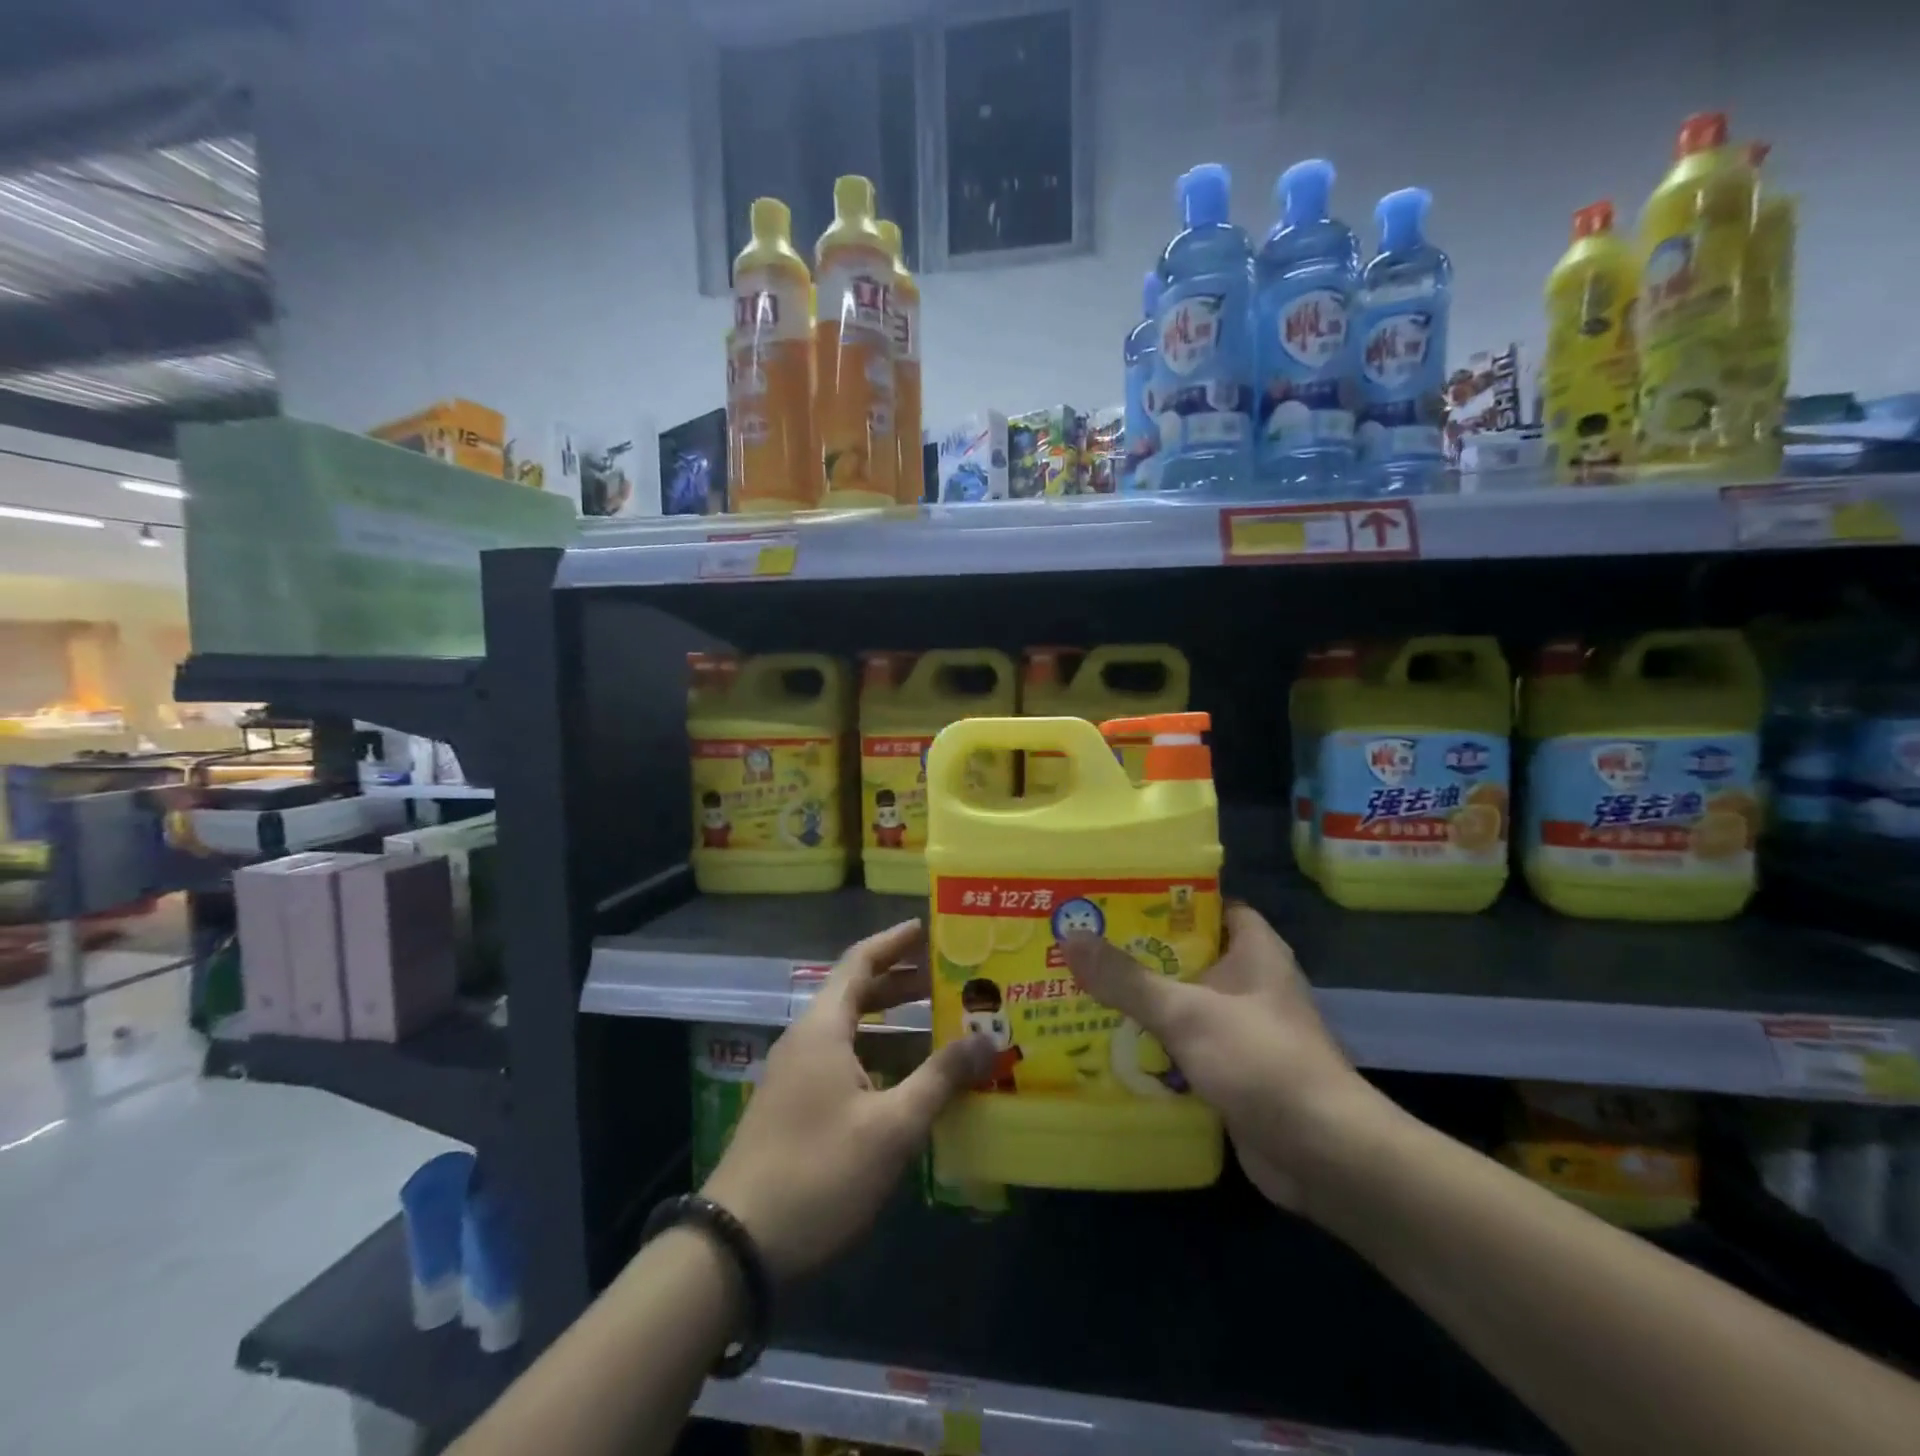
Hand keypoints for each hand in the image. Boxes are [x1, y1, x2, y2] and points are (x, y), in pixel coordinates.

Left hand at [702, 919, 991, 1281]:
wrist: (736, 1246)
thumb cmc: (819, 1172)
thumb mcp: (891, 1126)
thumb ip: (940, 1078)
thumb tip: (987, 1040)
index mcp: (823, 1027)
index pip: (860, 961)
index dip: (895, 942)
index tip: (930, 928)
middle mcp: (807, 1040)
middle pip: (857, 993)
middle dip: (902, 983)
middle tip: (949, 978)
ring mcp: (797, 1076)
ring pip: (852, 1032)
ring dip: (895, 1025)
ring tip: (942, 1025)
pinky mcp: (796, 1108)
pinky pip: (845, 1063)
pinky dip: (880, 1059)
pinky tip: (911, 1082)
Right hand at [1062, 903, 1386, 1211]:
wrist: (1323, 1155)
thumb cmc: (1261, 1061)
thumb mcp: (1186, 1012)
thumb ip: (1127, 979)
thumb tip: (1070, 938)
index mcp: (1255, 950)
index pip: (1209, 904)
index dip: (1166, 898)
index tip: (1115, 896)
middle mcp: (1251, 983)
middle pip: (1188, 954)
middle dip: (1140, 952)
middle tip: (1084, 943)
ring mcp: (1244, 1029)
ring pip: (1184, 1002)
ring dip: (1143, 1001)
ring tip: (1083, 988)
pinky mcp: (1235, 1071)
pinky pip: (1186, 1045)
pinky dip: (1155, 1044)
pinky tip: (1110, 1044)